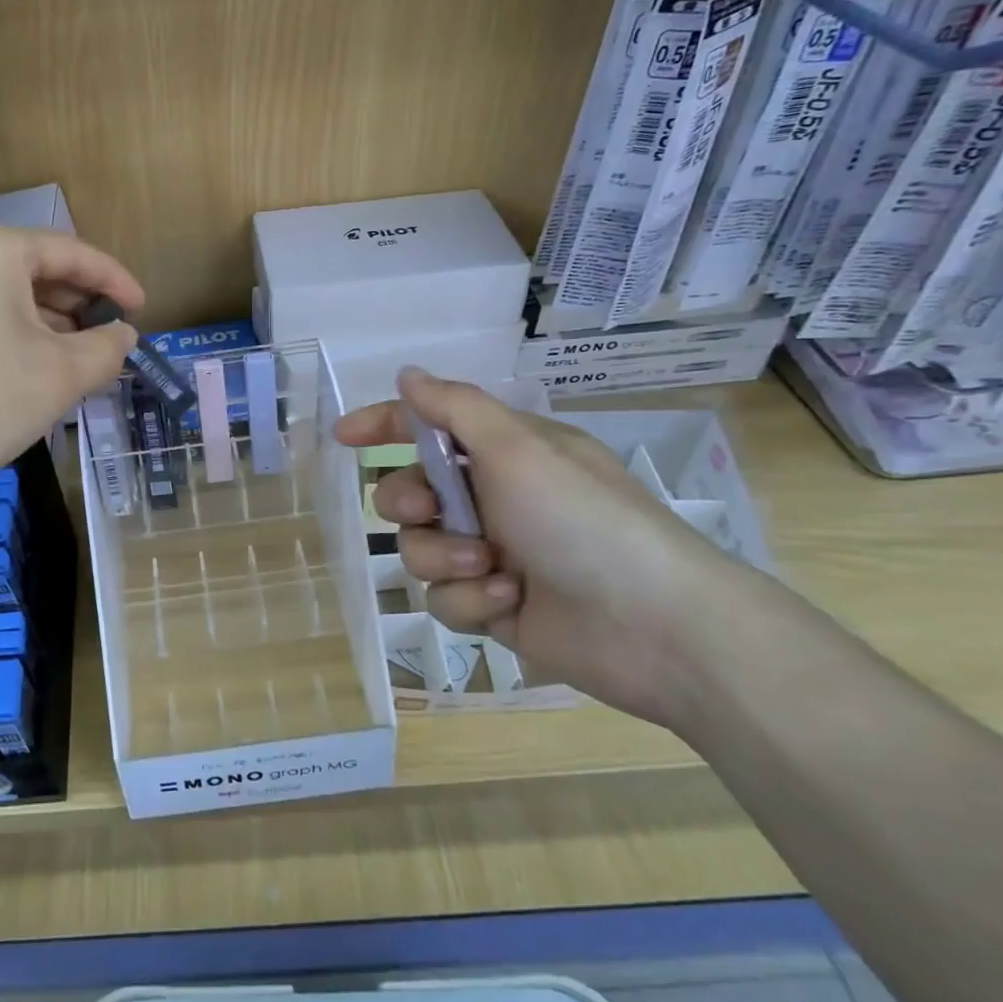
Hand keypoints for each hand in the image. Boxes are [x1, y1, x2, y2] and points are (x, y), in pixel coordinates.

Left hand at [0, 220, 140, 499]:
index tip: (142, 310)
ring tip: (74, 360)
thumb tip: (123, 336)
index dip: (115, 281)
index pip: (71, 253)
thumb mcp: (59, 376)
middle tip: (108, 340)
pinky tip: (27, 367)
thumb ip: (105, 349)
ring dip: (47, 323)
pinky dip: (11, 331)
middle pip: (35, 269)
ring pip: (5, 293)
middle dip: (78, 306)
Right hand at [335, 367, 777, 728]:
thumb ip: (454, 408)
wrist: (657, 626)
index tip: (345, 437)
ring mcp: (492, 555)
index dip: (384, 425)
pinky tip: (508, 603)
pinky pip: (445, 597)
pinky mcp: (493, 606)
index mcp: (502, 453)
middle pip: (409, 493)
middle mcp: (493, 499)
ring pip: (419, 549)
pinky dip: (470, 599)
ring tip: (490, 569)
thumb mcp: (517, 448)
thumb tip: (408, 375)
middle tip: (432, 512)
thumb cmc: (582, 519)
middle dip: (410, 504)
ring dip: (445, 558)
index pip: (428, 427)